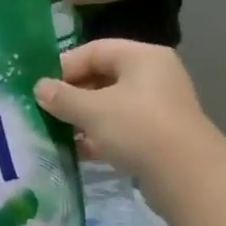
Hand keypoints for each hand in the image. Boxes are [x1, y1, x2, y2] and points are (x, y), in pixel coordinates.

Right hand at [33, 40, 219, 186]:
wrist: (185, 175)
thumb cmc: (138, 129)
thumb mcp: (94, 111)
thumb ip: (63, 98)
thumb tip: (40, 88)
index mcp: (142, 57)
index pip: (96, 50)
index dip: (65, 66)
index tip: (40, 87)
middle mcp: (154, 77)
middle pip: (104, 78)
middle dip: (73, 95)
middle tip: (45, 111)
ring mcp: (159, 109)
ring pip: (113, 107)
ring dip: (85, 119)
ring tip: (56, 133)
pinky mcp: (159, 138)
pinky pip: (123, 130)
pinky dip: (101, 138)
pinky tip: (78, 152)